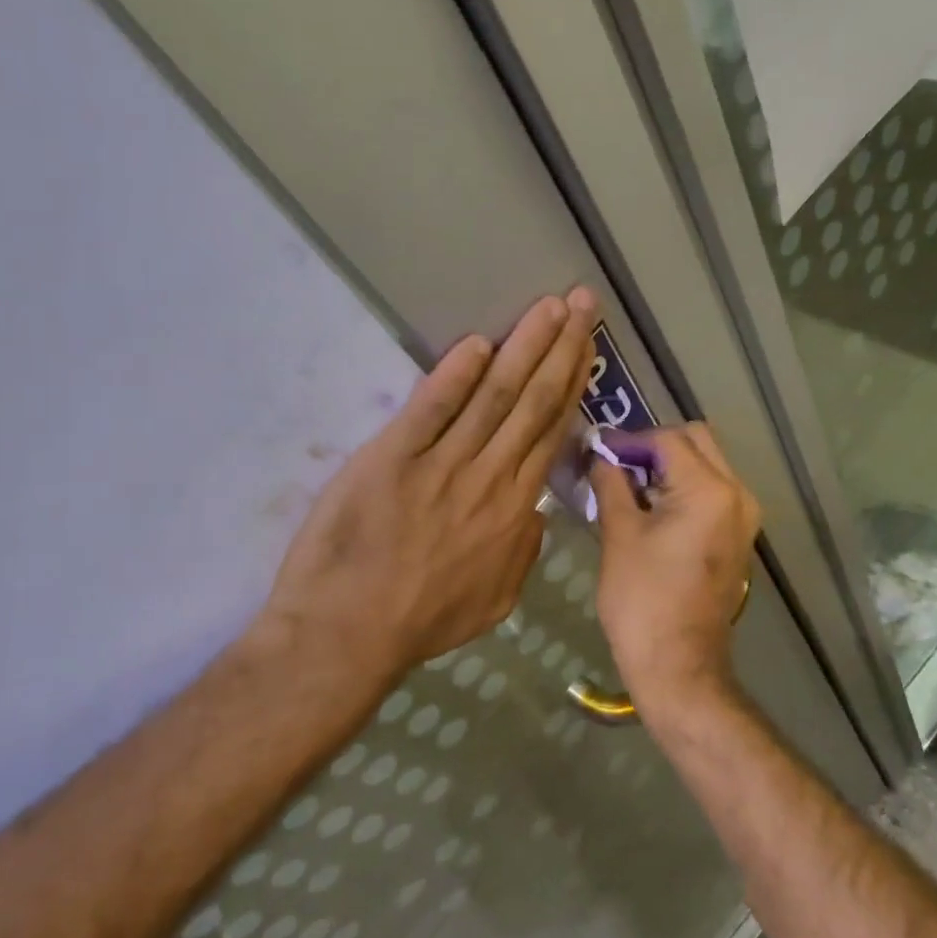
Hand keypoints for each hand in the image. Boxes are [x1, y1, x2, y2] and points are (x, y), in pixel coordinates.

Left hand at [264, 288, 596, 691]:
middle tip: (581, 303)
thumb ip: (523, 554)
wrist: (348, 634)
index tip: (588, 347)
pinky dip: (454, 375)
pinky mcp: (391, 458)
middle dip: (561, 348)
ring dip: (523, 348)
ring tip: (548, 308)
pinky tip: (477, 343)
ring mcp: (440, 465)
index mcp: (514, 511)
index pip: (551, 433)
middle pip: (533, 403)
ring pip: (493, 396)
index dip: (573, 385)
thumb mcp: (494, 602)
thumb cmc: (422, 621)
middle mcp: (488, 478)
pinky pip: (431, 409)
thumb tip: (537, 513)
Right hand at [592, 424, 761, 707]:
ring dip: (670, 465)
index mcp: (710, 490)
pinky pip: (713, 492)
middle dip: (655, 446)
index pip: (668, 439)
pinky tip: (651, 506)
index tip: (597, 451)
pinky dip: (684, 487)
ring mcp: (744, 517)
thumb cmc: (642, 599)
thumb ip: (611, 483)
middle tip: (616, 463)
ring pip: (708, 465)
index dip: (630, 441)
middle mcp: (738, 494)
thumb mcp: (619, 534)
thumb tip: (600, 456)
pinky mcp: (739, 537)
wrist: (678, 665)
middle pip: (697, 442)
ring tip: (628, 484)